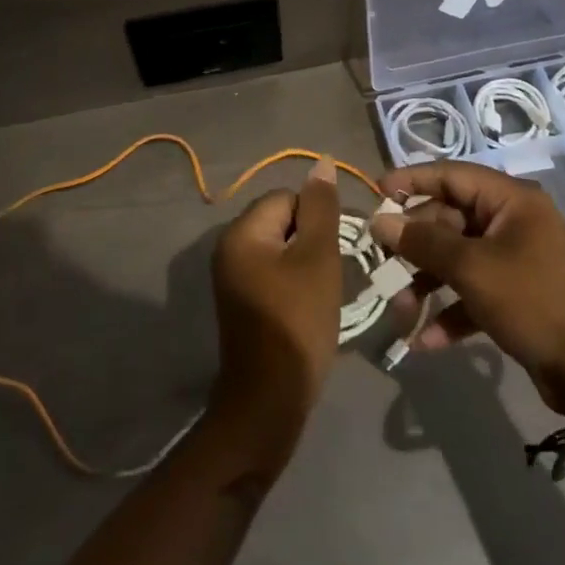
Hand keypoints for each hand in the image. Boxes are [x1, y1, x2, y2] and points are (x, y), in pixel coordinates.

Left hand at [207, 157, 342, 462]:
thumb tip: (324, 162)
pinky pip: (272, 272)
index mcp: (242, 232)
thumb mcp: (318, 259)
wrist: (269, 402)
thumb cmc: (297, 323)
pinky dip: (293, 282)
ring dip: (305, 263)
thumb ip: (322, 208)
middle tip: (329, 274)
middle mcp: (229, 247)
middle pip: (282, 220)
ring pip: (281, 248)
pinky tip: (307, 307)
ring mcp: (232, 276)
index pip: (288, 198)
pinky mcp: (241, 301)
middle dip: (311, 241)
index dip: (317, 219)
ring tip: (320, 292)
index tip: (334, 251)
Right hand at [372, 163, 564, 418]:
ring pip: (455, 259)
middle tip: (381, 264)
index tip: (376, 192)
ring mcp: (512, 259)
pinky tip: (423, 342)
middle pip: (448, 219)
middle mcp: (510, 222)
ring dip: (425, 283)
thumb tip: (380, 220)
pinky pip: (470, 292)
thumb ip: (423, 242)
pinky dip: (448, 312)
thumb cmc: (534, 302)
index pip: (451, 175)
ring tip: (400, 312)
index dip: (412, 180)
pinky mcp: (512, 295)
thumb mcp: (474, 270)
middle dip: (414, 246)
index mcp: (510, 201)